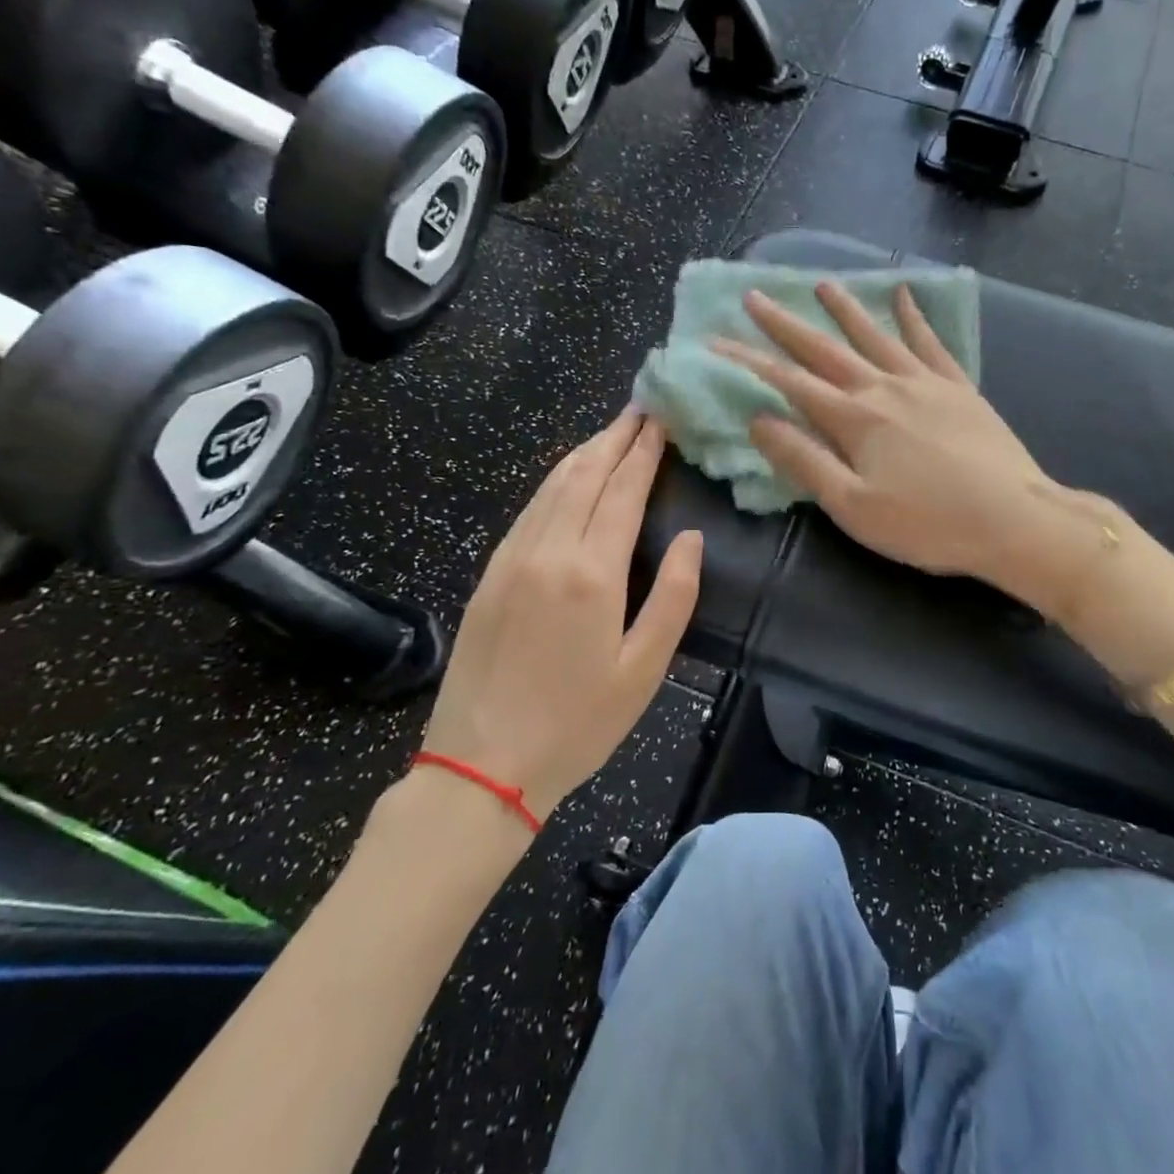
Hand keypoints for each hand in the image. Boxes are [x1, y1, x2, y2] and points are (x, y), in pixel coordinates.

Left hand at [420, 410, 702, 820]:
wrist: (482, 764)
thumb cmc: (577, 723)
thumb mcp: (643, 670)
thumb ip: (673, 597)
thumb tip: (691, 538)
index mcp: (592, 573)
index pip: (623, 492)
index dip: (643, 453)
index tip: (660, 420)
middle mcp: (548, 552)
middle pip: (584, 475)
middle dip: (614, 437)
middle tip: (639, 408)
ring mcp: (512, 559)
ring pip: (551, 486)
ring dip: (583, 452)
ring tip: (610, 431)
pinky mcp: (490, 574)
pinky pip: (528, 510)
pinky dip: (554, 481)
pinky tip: (566, 477)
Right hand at [714, 282, 1055, 594]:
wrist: (1014, 519)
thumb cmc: (927, 523)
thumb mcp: (853, 505)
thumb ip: (804, 460)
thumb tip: (760, 420)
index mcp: (854, 419)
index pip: (789, 382)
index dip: (749, 361)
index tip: (716, 341)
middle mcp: (885, 388)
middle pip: (826, 350)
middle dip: (786, 325)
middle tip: (756, 297)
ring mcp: (925, 383)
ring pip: (876, 336)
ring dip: (846, 310)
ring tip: (822, 283)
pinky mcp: (959, 389)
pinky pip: (931, 344)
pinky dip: (915, 319)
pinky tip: (906, 296)